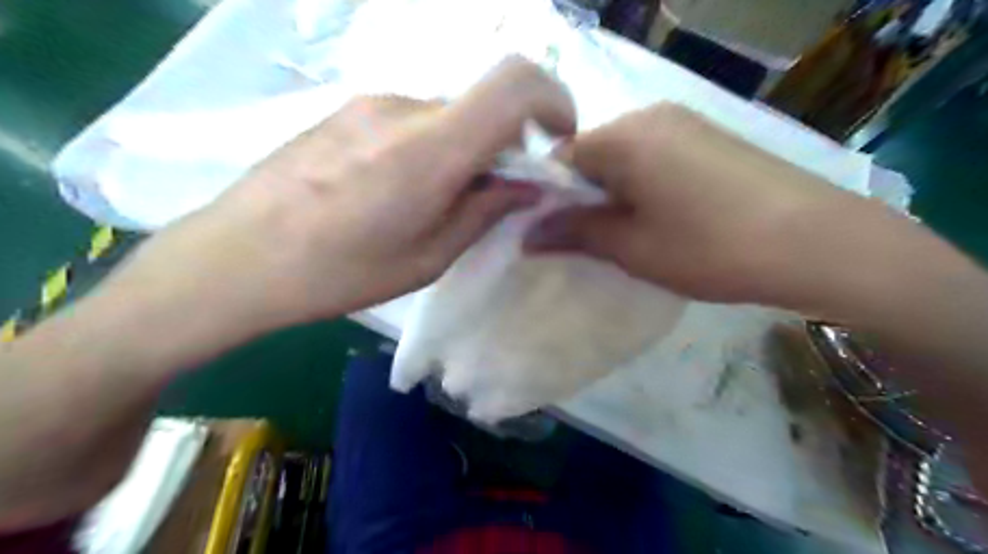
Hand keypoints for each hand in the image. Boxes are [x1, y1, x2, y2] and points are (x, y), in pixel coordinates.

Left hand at [96, 59, 575, 351]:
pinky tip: (397, 189)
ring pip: (448, 114)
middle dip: (505, 145)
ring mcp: (370, 103)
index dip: (554, 100)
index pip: (515, 83)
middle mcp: (404, 108)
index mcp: (431, 149)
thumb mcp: (427, 259)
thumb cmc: (338, 272)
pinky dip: (431, 146)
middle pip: (483, 104)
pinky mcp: (347, 109)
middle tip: (489, 196)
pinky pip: (412, 118)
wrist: (237, 257)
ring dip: (464, 149)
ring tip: (433, 201)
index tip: (558, 140)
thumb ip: (485, 212)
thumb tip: (528, 186)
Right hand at [523, 102, 866, 305]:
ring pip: (624, 156)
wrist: (819, 243)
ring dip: (615, 191)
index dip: (550, 196)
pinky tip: (666, 215)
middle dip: (584, 195)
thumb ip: (574, 234)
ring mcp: (684, 122)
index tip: (556, 232)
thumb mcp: (632, 247)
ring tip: (634, 231)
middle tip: (596, 238)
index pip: (560, 158)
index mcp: (622, 137)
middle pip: (592, 154)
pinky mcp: (709, 136)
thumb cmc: (710, 247)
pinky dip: (644, 184)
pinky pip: (655, 155)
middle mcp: (648, 115)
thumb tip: (526, 236)